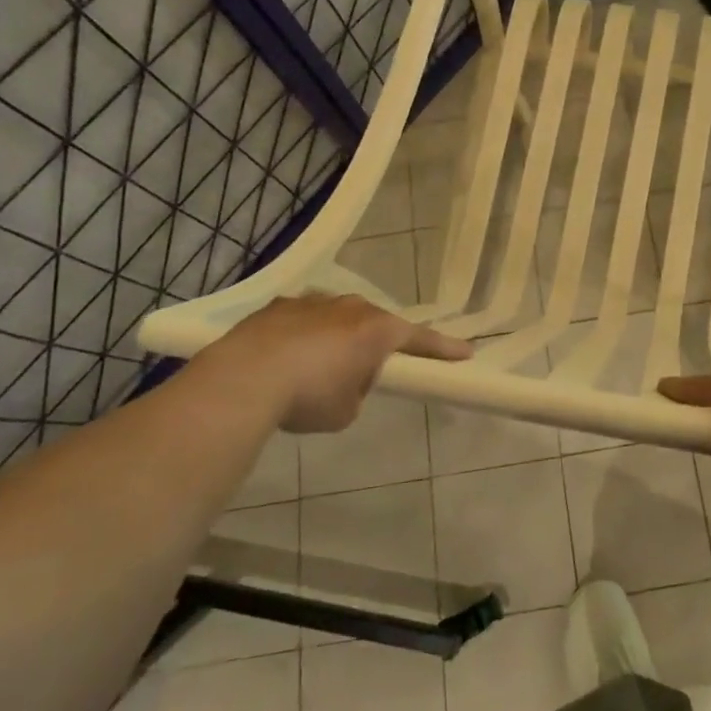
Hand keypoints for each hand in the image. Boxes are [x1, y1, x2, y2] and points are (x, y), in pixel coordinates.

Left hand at [190, 294, 471, 433]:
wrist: (244, 378)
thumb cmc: (309, 395)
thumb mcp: (346, 409)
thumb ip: (358, 389)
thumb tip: (344, 380)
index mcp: (377, 330)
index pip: (421, 340)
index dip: (444, 349)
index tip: (466, 353)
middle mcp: (351, 307)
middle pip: (375, 325)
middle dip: (374, 346)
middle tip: (365, 374)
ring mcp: (313, 301)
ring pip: (338, 319)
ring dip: (336, 339)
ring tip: (316, 370)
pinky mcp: (279, 306)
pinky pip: (303, 320)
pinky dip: (303, 337)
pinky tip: (285, 360)